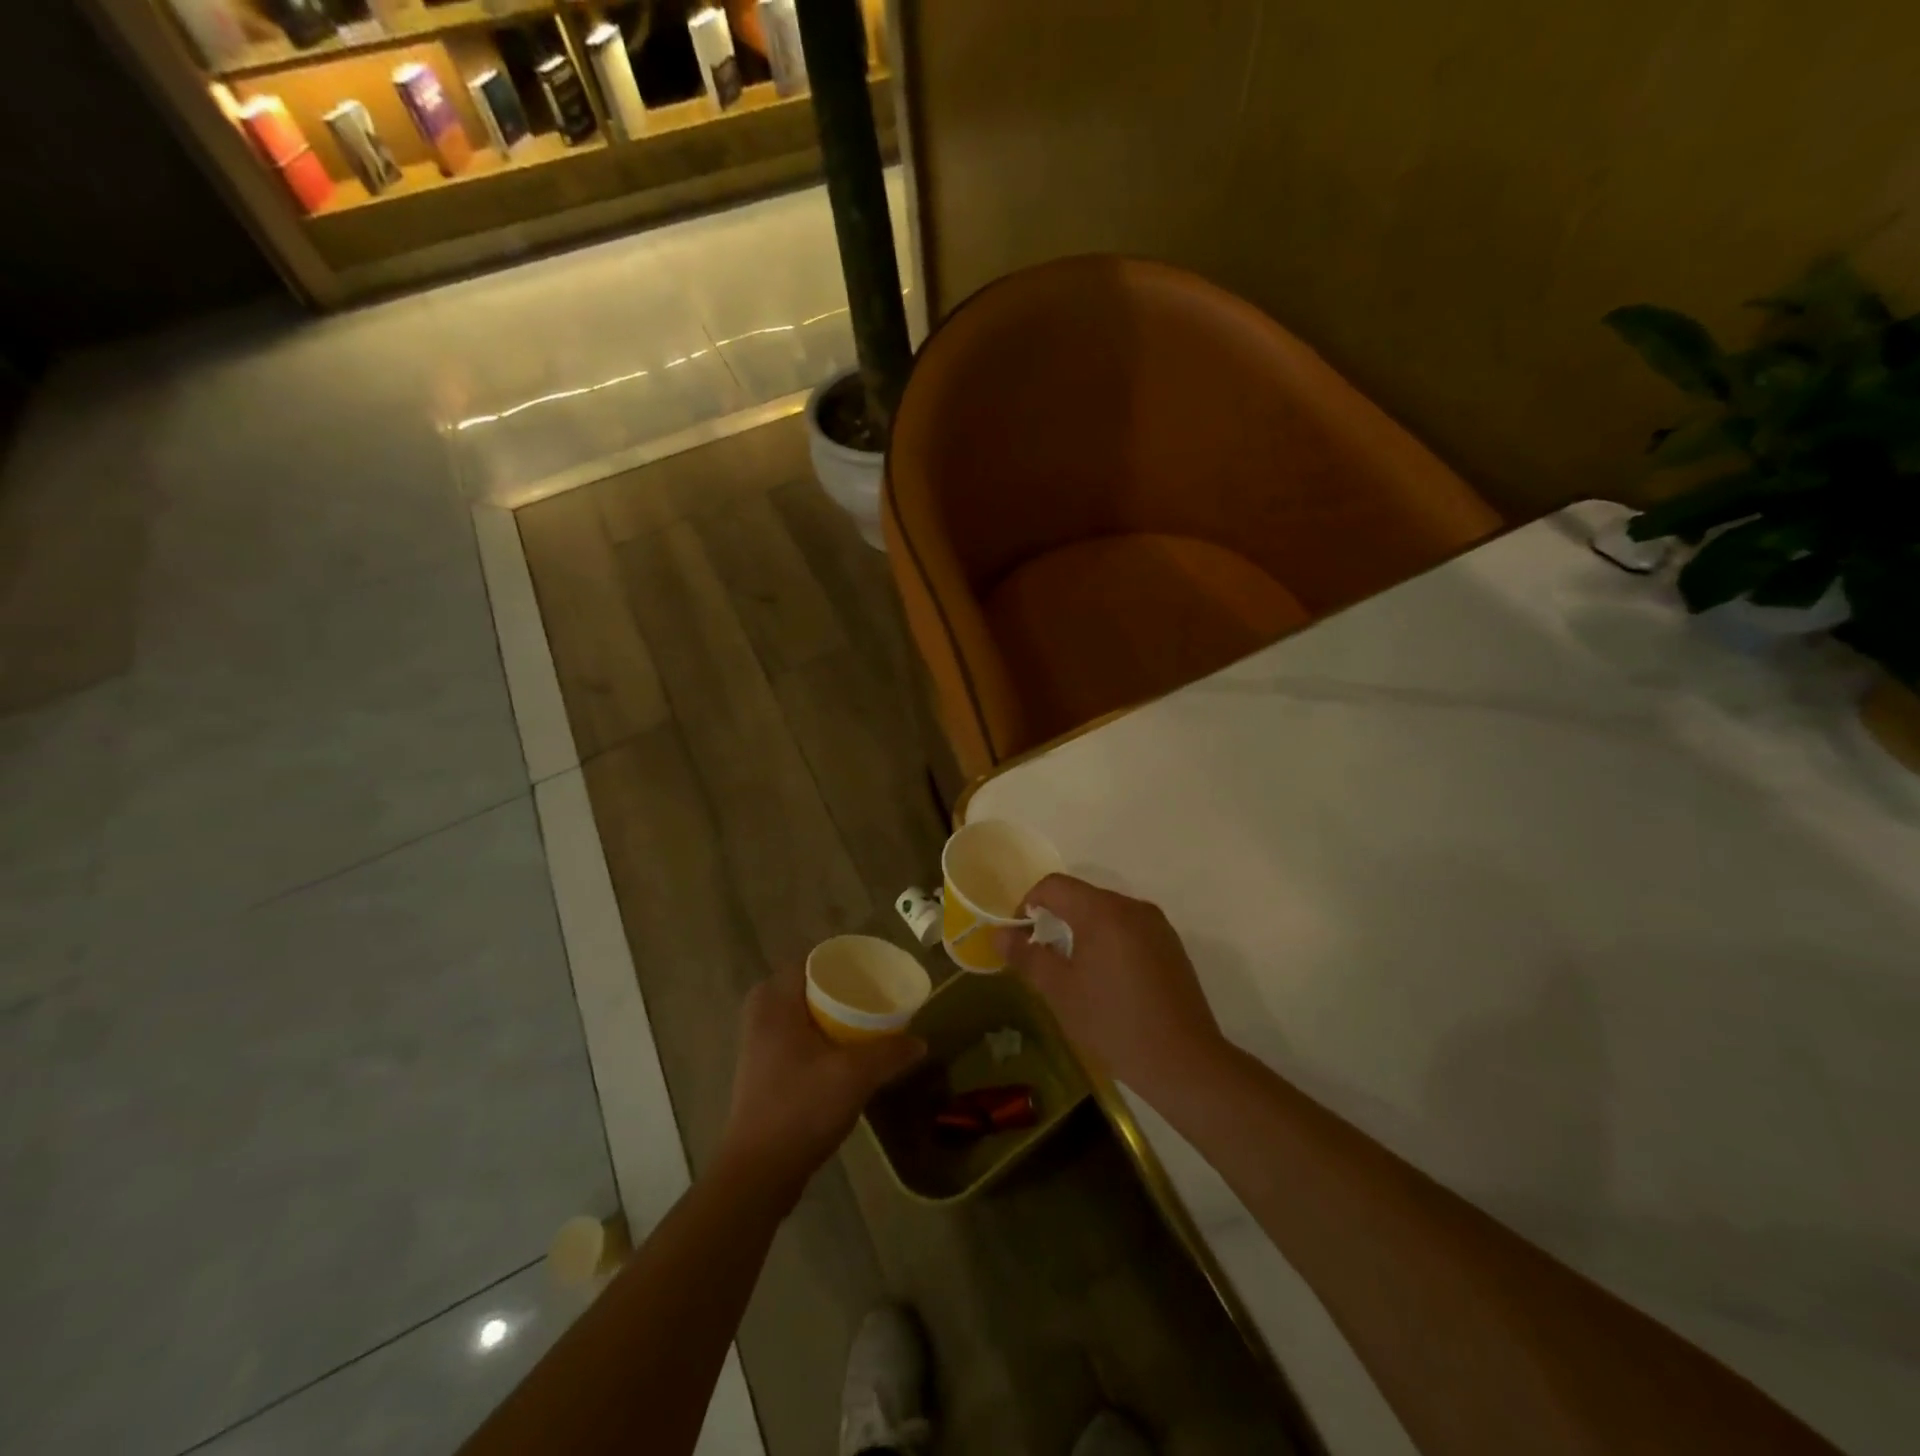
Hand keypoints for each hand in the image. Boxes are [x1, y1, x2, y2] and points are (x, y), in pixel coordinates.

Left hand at [718, 964, 925, 1200]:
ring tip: (865, 1021)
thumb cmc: (801, 1108)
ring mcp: (757, 1044)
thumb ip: (890, 1053)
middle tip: (872, 994)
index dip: (843, 962)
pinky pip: (795, 1035)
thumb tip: (920, 1042)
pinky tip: (844, 1053)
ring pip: (799, 1012)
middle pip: (806, 985)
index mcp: (774, 1002)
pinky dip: (819, 1035)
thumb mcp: (855, 1076)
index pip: (810, 960)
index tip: (873, 969)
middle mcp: (760, 1015)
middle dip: (839, 988)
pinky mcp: (761, 1070)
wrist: (758, 1173)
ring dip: (829, 1014)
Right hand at [994, 875, 1225, 1098]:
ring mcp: (1156, 925)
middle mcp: (1132, 907)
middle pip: (1082, 896)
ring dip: (1083, 930)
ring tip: (1074, 970)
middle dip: (1055, 918)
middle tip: (1041, 955)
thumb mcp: (1060, 991)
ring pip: (1107, 913)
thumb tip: (998, 934)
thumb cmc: (1112, 1022)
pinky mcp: (1172, 945)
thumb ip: (1026, 956)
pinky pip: (1129, 929)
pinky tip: (1108, 980)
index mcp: (1102, 911)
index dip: (1028, 903)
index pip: (1054, 886)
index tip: (1019, 936)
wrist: (1183, 1061)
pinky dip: (1109, 941)